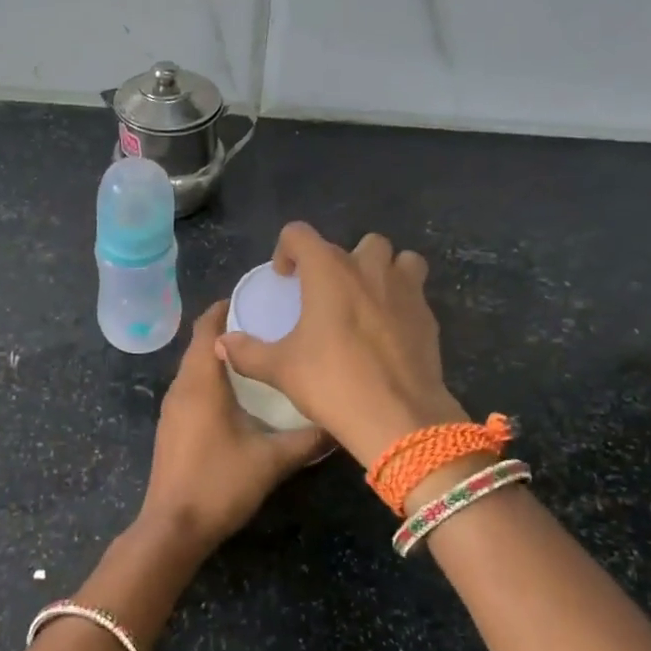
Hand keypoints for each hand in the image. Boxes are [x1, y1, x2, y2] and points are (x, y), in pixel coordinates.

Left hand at [135, 301, 326, 557]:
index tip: (254, 298)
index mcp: (201, 383)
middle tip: (266, 326)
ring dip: (219, 358)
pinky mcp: (171, 428)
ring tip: (257, 357)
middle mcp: (181, 388)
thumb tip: (338, 422)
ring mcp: (171, 409)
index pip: (206, 328)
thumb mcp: (272, 460)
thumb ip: (308, 439)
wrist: (173, 528)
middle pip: (199, 346)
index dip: (225, 309)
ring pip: (195, 369)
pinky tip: (238, 396)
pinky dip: (211, 380)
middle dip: (228, 332)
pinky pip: (191, 390)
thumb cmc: (220, 484)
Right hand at [216, 223, 465, 467]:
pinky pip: (415, 294)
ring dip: (383, 271)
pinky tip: (388, 333)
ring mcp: (405, 290)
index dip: (287, 250)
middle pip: (357, 243)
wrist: (399, 416)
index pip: (300, 234)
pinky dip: (401, 302)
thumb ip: (248, 352)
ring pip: (399, 259)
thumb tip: (222, 343)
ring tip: (367, 301)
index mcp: (329, 271)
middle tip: (327, 293)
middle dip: (341, 261)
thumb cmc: (333, 382)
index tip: (284, 278)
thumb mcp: (281, 370)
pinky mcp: (428, 316)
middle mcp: (369, 269)